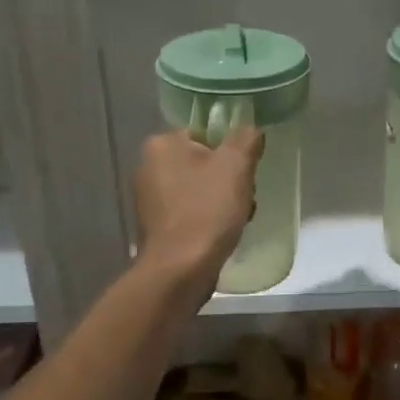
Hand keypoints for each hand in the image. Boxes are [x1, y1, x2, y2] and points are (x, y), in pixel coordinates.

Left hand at [134, 128, 263, 298]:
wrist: (180, 270)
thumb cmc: (207, 210)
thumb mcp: (236, 166)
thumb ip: (246, 138)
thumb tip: (250, 130)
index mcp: (161, 144)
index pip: (205, 133)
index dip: (231, 150)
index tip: (244, 170)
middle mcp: (148, 167)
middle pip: (204, 162)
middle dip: (228, 179)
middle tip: (243, 196)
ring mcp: (149, 199)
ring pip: (199, 189)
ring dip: (222, 200)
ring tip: (237, 218)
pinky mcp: (157, 226)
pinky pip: (191, 212)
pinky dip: (208, 219)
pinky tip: (222, 234)